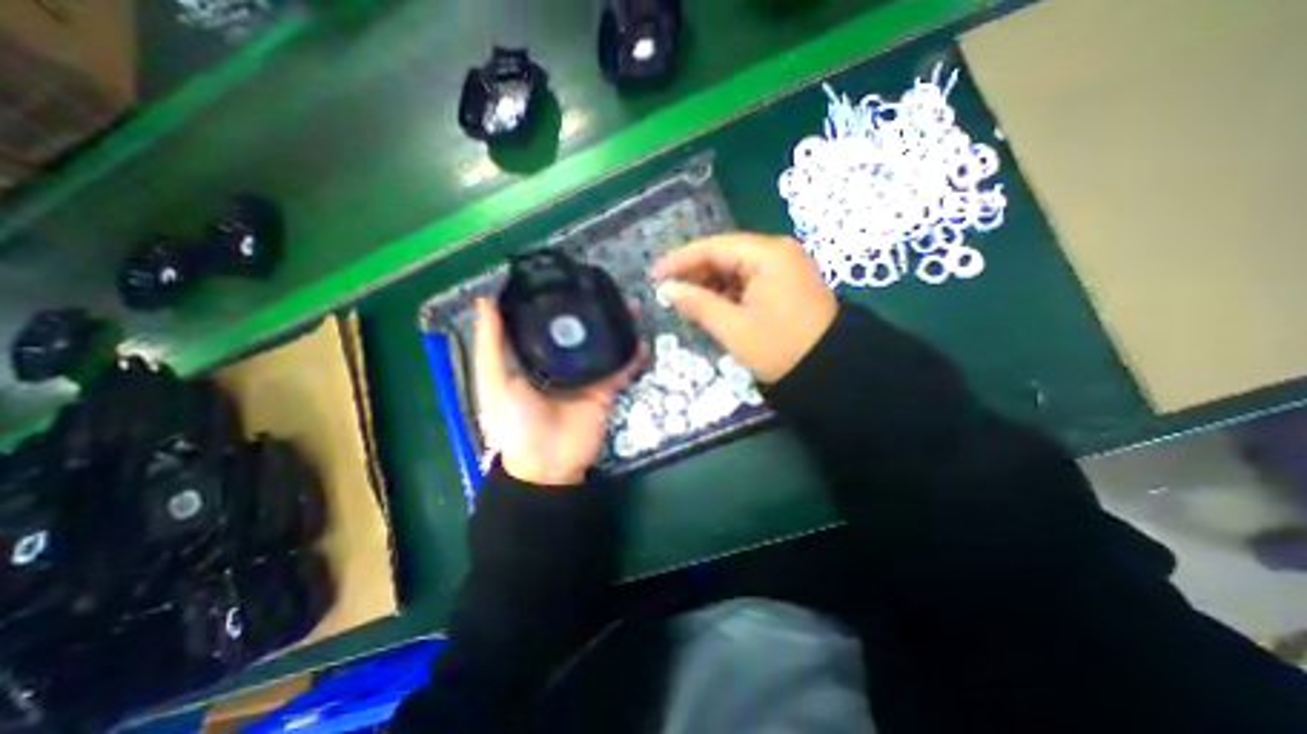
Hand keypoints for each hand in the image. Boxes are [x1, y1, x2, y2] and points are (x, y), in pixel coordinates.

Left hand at [473, 299, 642, 486]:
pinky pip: (620, 370)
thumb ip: (492, 342)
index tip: (571, 278)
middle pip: (581, 331)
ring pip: (604, 346)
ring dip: (617, 328)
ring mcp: (586, 376)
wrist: (546, 464)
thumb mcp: (495, 379)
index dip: (559, 301)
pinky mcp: (605, 391)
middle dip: (595, 311)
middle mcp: (562, 362)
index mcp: (534, 356)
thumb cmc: (514, 421)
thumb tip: (485, 299)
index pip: (548, 322)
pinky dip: (632, 357)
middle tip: (609, 290)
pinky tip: (642, 340)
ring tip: (630, 308)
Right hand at [651, 235, 835, 382]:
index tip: (654, 275)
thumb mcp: (733, 328)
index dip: (680, 260)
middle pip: (725, 255)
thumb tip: (666, 289)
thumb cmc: (780, 349)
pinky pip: (748, 281)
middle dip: (695, 273)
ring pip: (735, 269)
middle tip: (667, 292)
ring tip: (685, 302)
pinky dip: (727, 293)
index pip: (714, 247)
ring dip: (710, 284)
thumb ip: (697, 304)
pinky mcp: (785, 284)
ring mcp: (784, 267)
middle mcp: (778, 252)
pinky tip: (711, 306)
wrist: (831, 373)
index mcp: (768, 254)